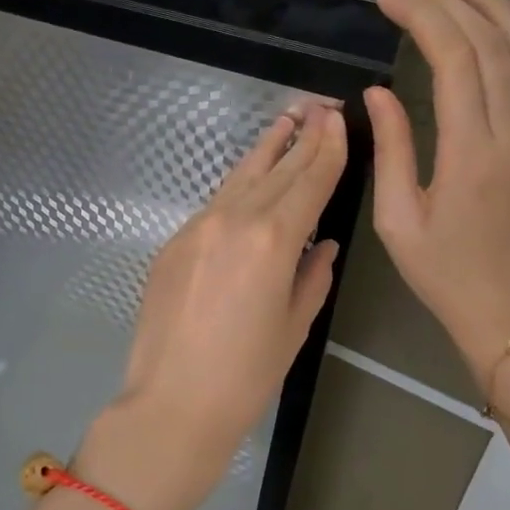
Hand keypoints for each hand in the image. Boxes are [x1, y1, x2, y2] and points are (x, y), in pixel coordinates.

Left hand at [77, 106, 347, 509]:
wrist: (172, 402)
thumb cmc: (246, 375)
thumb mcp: (294, 326)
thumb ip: (313, 275)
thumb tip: (321, 244)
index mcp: (273, 239)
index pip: (309, 181)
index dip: (327, 149)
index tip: (338, 120)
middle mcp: (234, 219)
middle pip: (276, 169)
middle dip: (301, 138)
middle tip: (319, 107)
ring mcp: (197, 227)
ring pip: (239, 177)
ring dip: (265, 149)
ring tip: (285, 121)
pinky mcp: (173, 242)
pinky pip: (214, 203)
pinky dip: (238, 185)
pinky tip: (249, 178)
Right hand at [364, 0, 509, 383]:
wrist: (504, 309)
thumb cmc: (441, 271)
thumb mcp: (398, 217)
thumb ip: (392, 147)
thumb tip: (377, 90)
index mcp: (471, 152)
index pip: (454, 61)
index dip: (424, 18)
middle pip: (489, 46)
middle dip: (448, 4)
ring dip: (494, 8)